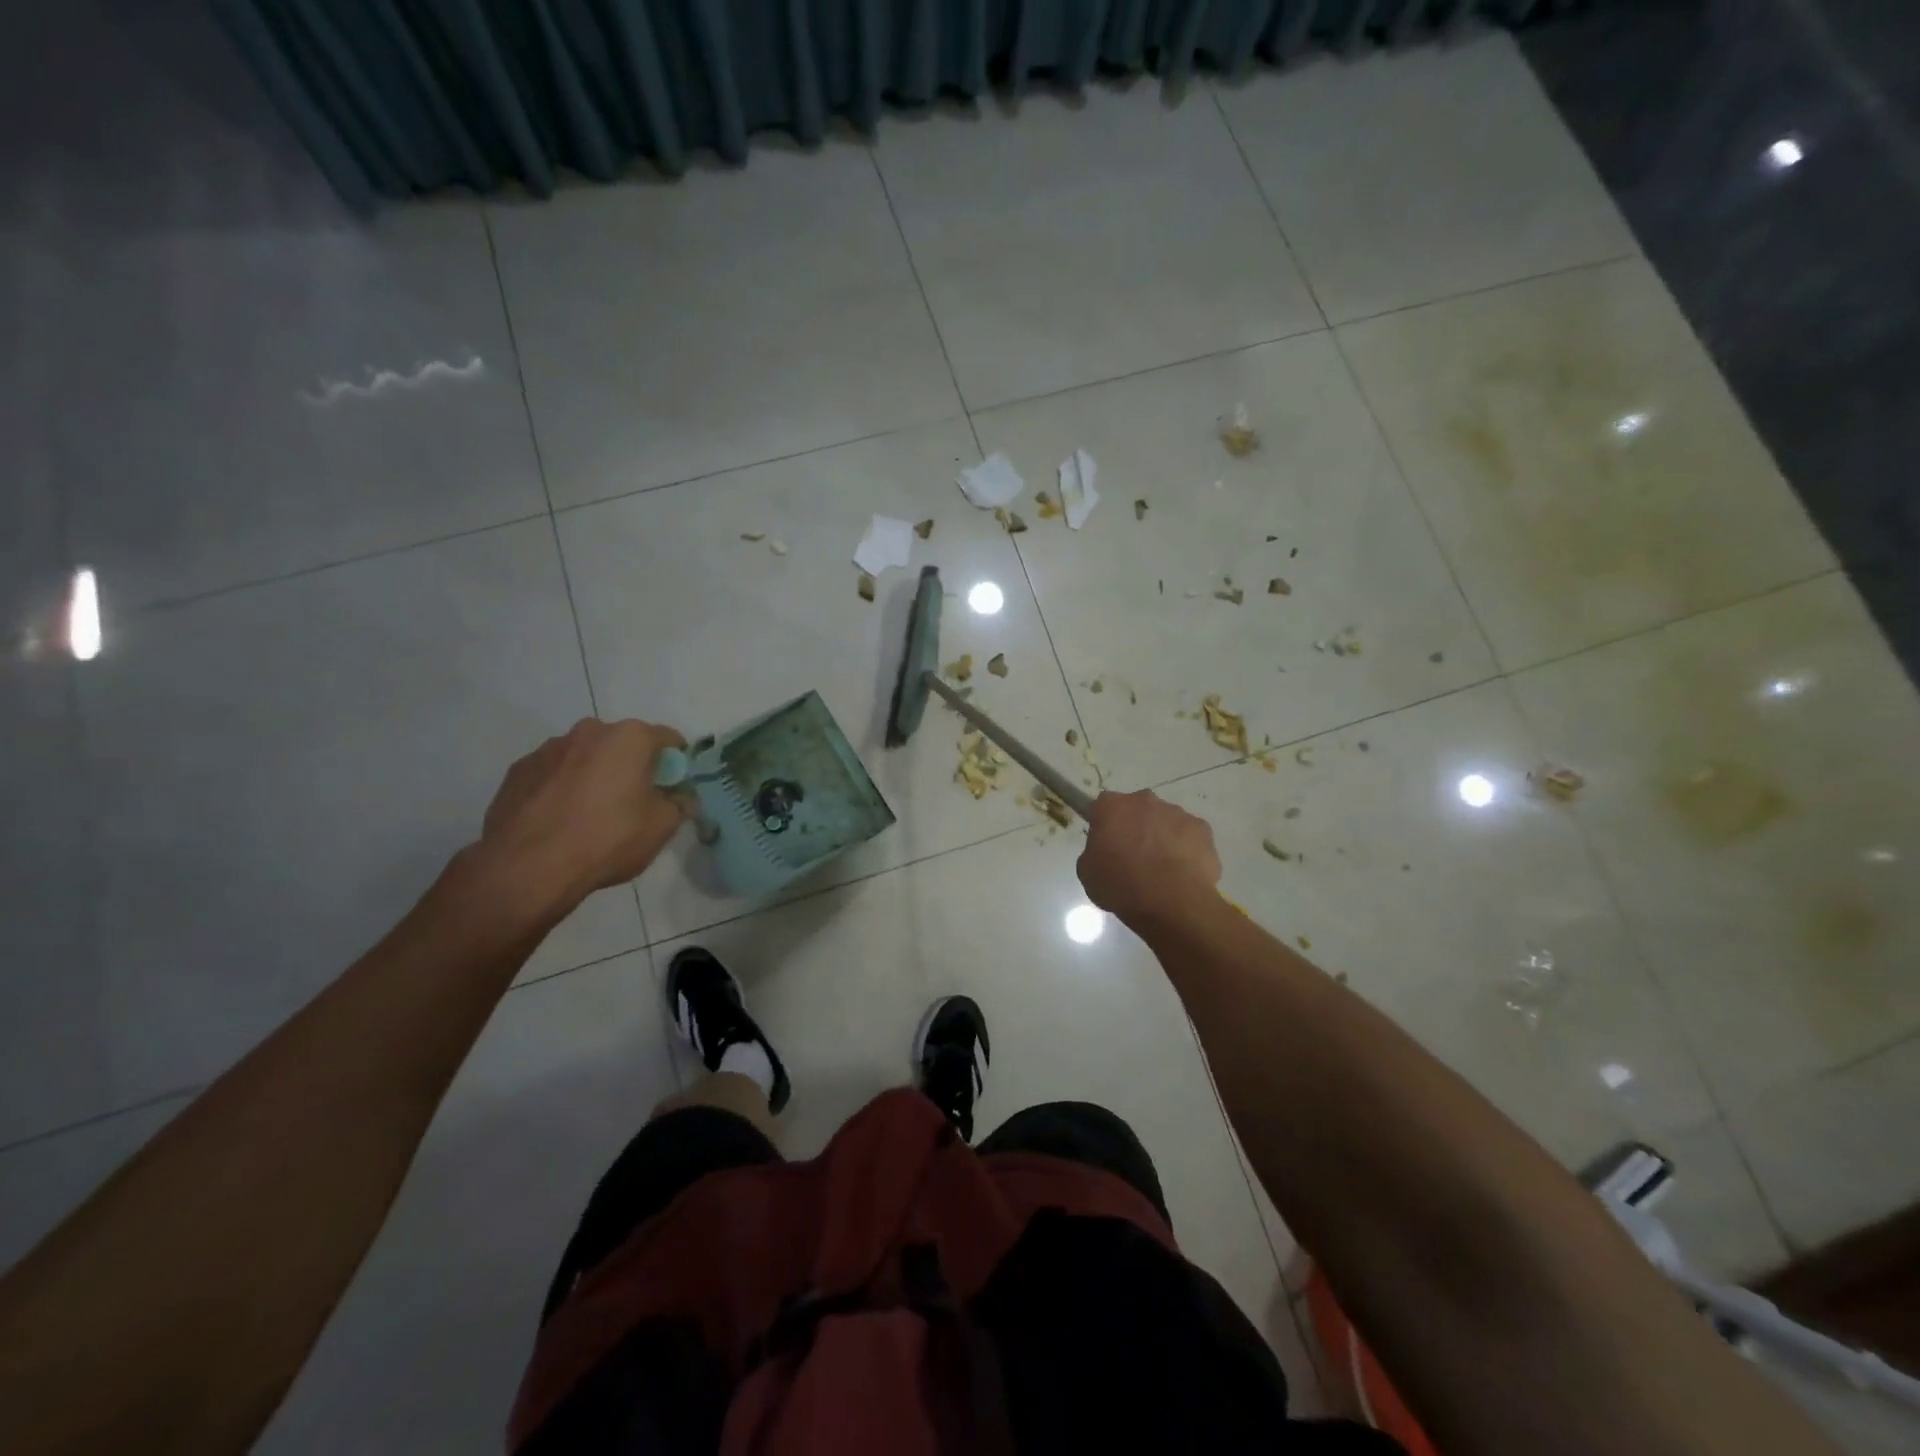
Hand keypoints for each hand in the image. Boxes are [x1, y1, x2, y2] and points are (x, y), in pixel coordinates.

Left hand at [476, 718, 689, 914]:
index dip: (675, 764)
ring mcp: (549, 749)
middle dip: (632, 766)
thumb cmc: (607, 839)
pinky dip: (562, 788)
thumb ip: (679, 804)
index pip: (668, 739)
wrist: (527, 866)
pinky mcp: (518, 770)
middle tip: (633, 802)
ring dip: (595, 775)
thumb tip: (681, 797)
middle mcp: (590, 731)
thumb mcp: (662, 827)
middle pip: (623, 744)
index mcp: (630, 737)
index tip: (673, 789)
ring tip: (591, 815)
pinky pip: (554, 773)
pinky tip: (560, 820)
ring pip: (585, 757)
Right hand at [1077, 790, 1221, 925]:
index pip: (1102, 807)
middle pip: (1137, 809)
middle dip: (1135, 827)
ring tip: (1162, 870)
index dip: (1104, 825)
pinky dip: (1186, 849)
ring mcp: (1176, 812)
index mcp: (1112, 806)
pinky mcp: (1202, 828)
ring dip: (1161, 837)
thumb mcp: (1088, 873)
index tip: (1106, 844)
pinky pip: (1189, 836)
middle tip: (1133, 857)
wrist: (1171, 903)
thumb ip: (1094, 852)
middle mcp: (1144, 800)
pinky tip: (1183, 873)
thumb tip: (1105, 851)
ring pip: (1165, 821)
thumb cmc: (1121, 887)